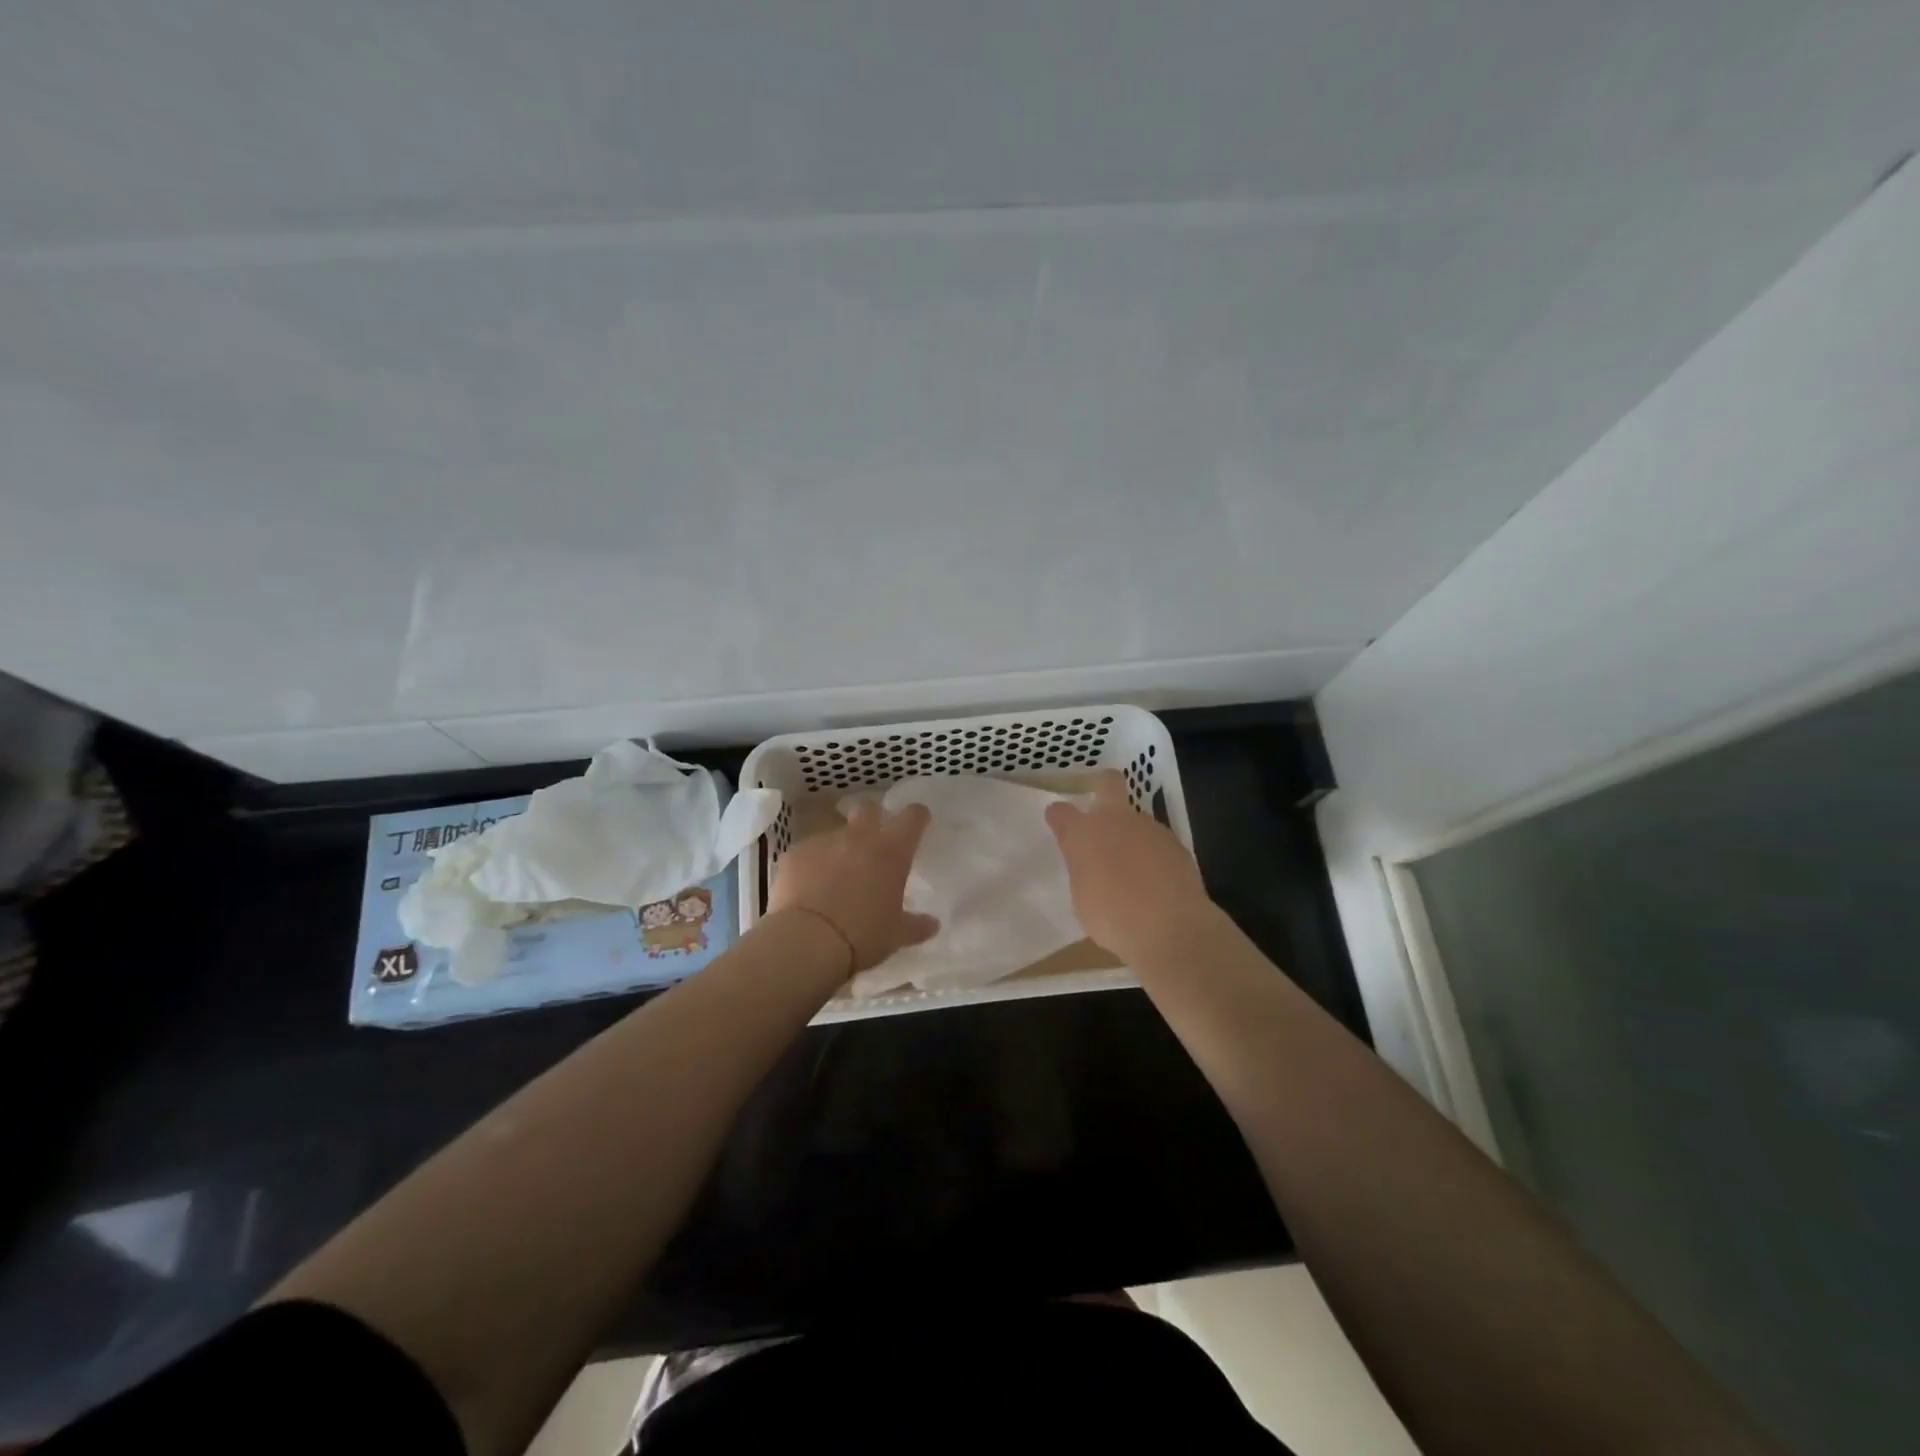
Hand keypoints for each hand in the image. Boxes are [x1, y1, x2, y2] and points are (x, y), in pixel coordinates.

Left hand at [767, 800, 939, 972]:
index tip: (918, 822)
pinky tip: (809, 887)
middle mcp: (859, 837)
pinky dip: (812, 864)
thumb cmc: (863, 936)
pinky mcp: (795, 854)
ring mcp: (823, 842)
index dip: (917, 816)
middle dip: (873, 817)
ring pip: (836, 833)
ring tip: (836, 875)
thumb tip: (933, 924)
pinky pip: (808, 852)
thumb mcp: (896, 935)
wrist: (806, 941)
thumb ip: (917, 926)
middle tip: (874, 841)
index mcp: (891, 851)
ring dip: (840, 847)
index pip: (912, 817)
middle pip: (868, 809)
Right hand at [1045, 770, 1215, 963]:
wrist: (1171, 928)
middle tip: (1098, 808)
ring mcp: (1150, 828)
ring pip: (1136, 818)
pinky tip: (1154, 879)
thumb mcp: (1082, 898)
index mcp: (1083, 834)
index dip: (1058, 815)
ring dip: (1130, 833)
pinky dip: (1152, 854)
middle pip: (1109, 783)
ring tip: (1131, 866)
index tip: (1057, 820)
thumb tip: (1091, 864)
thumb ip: (1084, 870)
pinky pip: (1156, 842)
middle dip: (1102, 786)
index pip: (1062, 812)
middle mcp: (1116, 820)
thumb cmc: (1113, 918)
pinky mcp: (1176, 844)